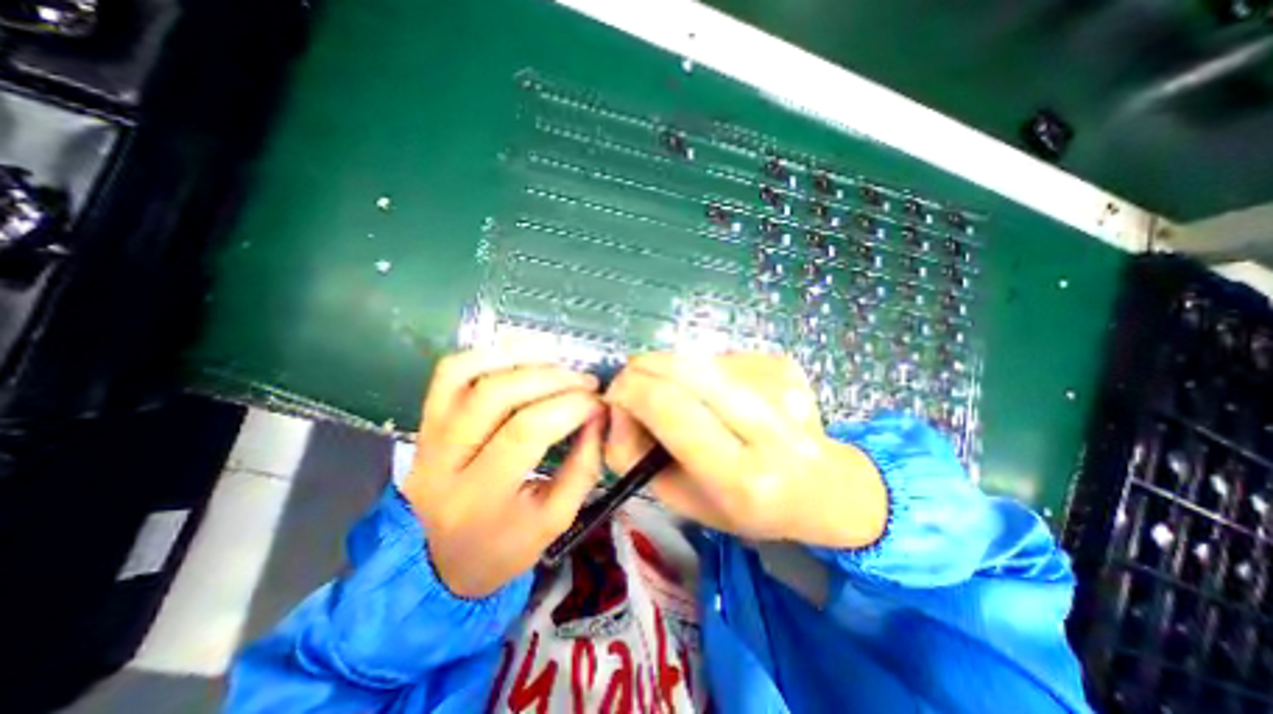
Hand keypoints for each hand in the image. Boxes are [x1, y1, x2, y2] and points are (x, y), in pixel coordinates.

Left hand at [404, 348, 607, 597]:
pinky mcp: (426, 421)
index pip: (527, 431)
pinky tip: (522, 355)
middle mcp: (444, 462)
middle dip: (553, 379)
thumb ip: (584, 465)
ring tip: (559, 361)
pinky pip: (450, 372)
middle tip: (586, 381)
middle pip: (497, 396)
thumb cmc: (505, 545)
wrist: (439, 560)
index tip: (599, 403)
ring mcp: (429, 436)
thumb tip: (599, 414)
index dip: (571, 406)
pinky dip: (488, 354)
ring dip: (521, 358)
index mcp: (480, 498)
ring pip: (468, 374)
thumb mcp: (557, 518)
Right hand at [602, 352, 886, 546]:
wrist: (823, 488)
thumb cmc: (744, 507)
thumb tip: (618, 404)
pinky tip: (722, 397)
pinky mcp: (783, 364)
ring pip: (699, 359)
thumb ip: (635, 454)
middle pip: (686, 369)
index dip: (630, 391)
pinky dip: (705, 373)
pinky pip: (721, 357)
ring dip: (674, 373)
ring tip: (686, 400)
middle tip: (633, 382)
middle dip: (644, 368)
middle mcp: (768, 427)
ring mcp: (780, 387)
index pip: (669, 407)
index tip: (615, 394)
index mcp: (740, 476)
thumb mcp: (679, 498)